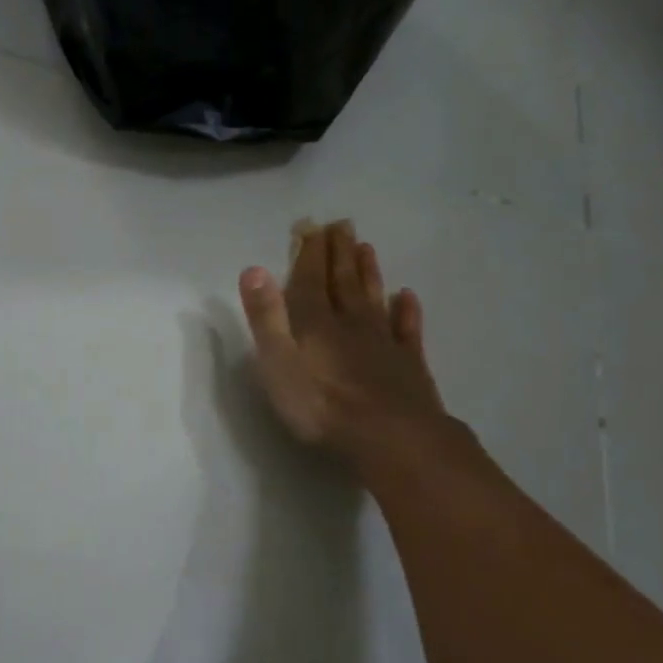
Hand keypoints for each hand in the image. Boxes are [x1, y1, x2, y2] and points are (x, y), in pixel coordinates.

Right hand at [239, 220, 469, 475]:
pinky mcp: (409, 365)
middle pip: (343, 283)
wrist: (393, 438)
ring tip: (367, 248)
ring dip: (368, 273)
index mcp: (316, 324)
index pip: (309, 281)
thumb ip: (266, 318)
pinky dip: (406, 311)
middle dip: (339, 253)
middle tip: (342, 225)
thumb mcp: (278, 364)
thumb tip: (253, 269)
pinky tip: (407, 296)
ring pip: (374, 299)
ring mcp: (383, 343)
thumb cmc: (323, 407)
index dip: (308, 253)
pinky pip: (407, 330)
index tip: (310, 226)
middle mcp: (351, 324)